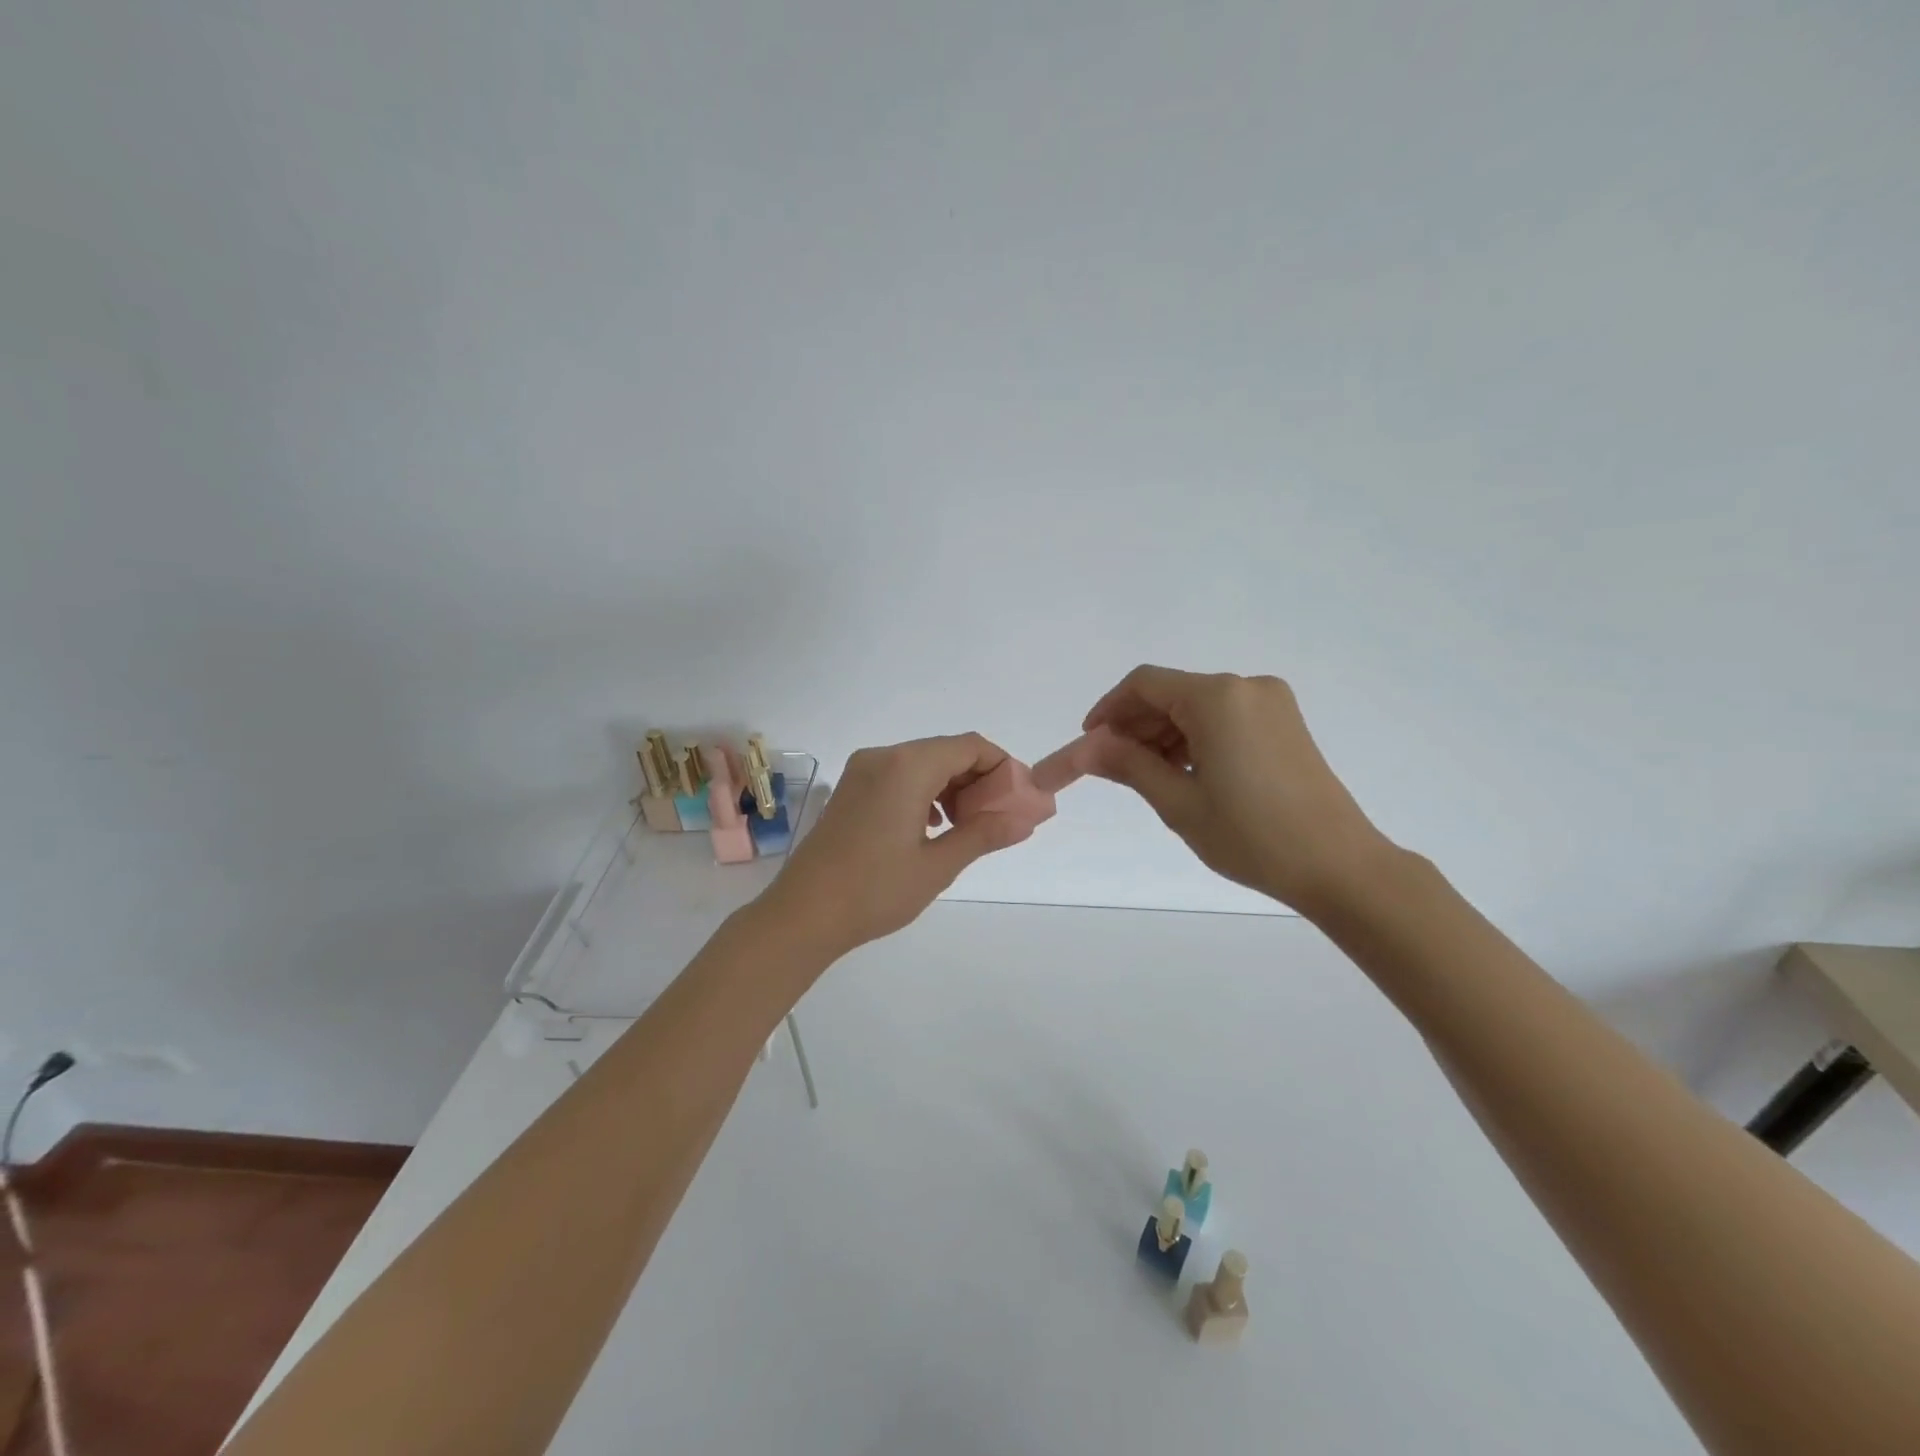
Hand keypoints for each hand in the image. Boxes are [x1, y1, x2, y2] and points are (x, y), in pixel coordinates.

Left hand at [767, 734, 1032, 956]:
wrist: (803, 914)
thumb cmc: (875, 890)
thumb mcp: (938, 865)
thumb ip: (984, 834)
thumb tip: (1025, 819)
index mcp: (907, 766)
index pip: (970, 746)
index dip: (1002, 767)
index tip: (1019, 800)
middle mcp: (883, 756)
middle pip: (946, 752)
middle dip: (978, 780)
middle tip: (996, 819)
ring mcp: (862, 772)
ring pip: (922, 764)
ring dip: (952, 787)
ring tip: (966, 828)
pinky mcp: (850, 790)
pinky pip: (899, 777)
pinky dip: (924, 793)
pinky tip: (932, 828)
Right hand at [1082, 666, 1393, 912]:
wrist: (1339, 866)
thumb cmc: (1251, 836)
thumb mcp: (1179, 802)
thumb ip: (1128, 765)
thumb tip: (1086, 748)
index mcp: (1217, 698)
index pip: (1145, 684)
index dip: (1109, 710)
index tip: (1090, 744)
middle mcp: (1245, 686)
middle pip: (1172, 693)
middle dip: (1136, 725)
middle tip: (1113, 768)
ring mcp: (1271, 703)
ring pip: (1197, 706)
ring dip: (1165, 734)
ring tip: (1149, 777)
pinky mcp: (1285, 723)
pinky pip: (1224, 717)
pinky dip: (1196, 738)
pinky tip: (1185, 772)